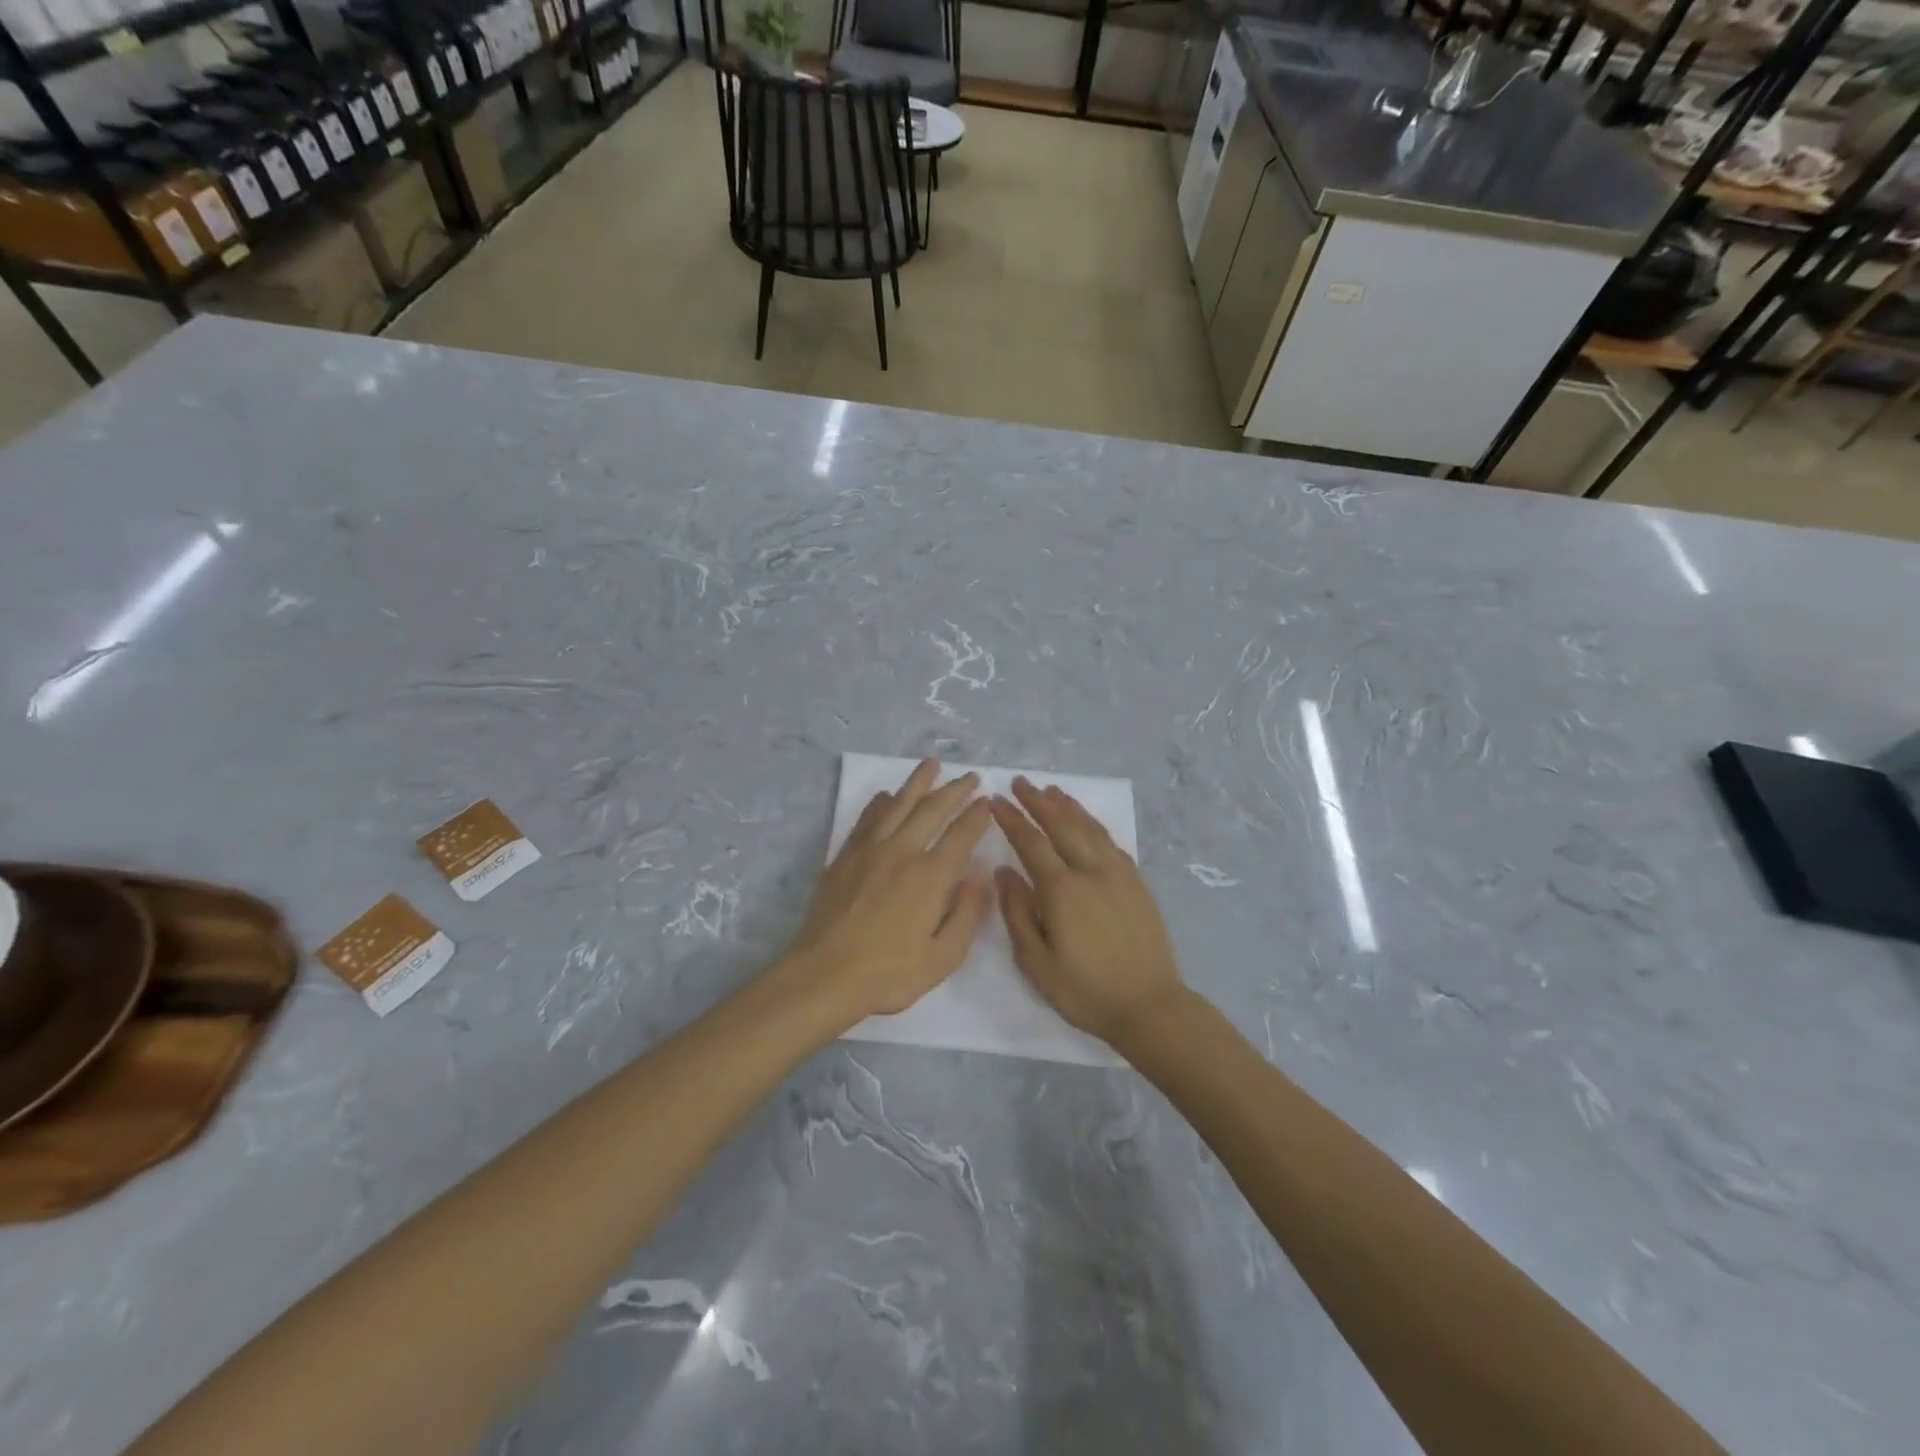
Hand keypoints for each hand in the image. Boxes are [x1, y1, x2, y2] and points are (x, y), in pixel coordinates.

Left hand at [785, 759, 992, 1024]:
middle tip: (969, 776)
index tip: (986, 801)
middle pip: (931, 810)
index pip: (960, 836)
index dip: (976, 816)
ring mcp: (869, 851)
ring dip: (917, 783)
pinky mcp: (844, 857)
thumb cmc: (888, 973)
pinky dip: (880, 804)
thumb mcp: (942, 957)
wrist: (824, 974)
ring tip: (931, 764)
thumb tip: (979, 878)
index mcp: (930, 877)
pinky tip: (886, 796)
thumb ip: (966, 915)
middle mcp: (902, 853)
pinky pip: (866, 820)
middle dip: (954, 790)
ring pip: (898, 805)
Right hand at [991, 778, 1187, 1048]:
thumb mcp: (1036, 962)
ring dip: (1068, 806)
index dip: (1012, 819)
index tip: (996, 801)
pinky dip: (1093, 824)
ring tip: (1051, 790)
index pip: (1031, 842)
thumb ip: (1017, 913)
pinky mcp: (1136, 882)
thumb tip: (1004, 872)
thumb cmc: (1085, 991)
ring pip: (1089, 828)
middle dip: (1038, 801)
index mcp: (1062, 890)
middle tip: (1021, 782)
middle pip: (1062, 825)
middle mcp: (1091, 871)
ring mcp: (1118, 874)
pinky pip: (1110, 841)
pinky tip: (1086, 822)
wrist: (1150, 1006)